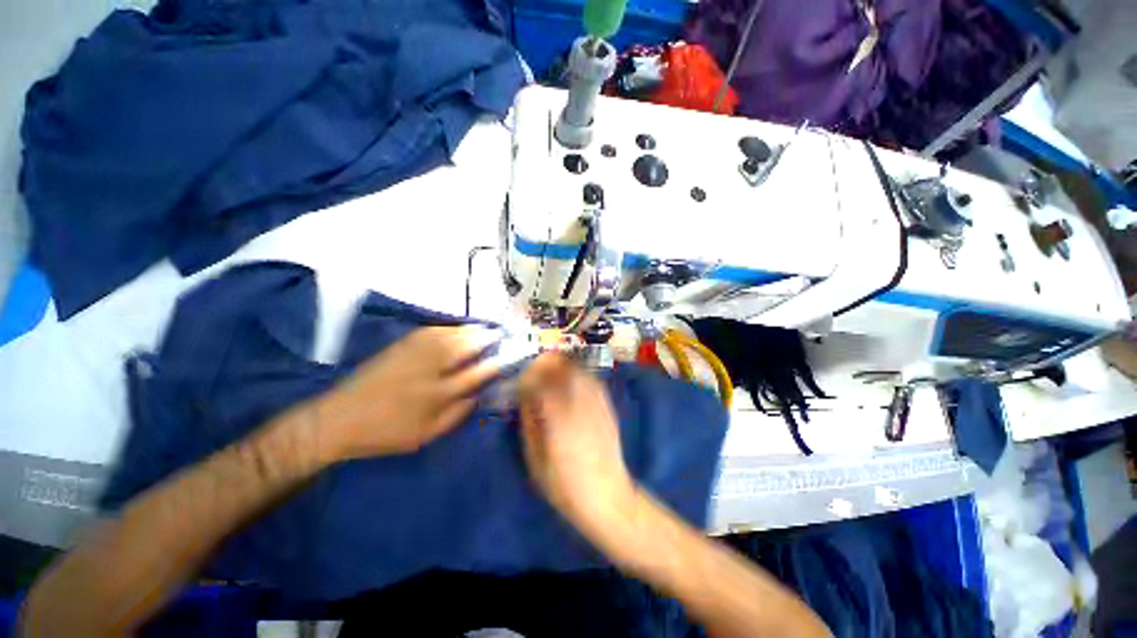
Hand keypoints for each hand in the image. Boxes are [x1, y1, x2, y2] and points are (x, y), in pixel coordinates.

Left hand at [314, 325, 502, 462]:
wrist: (338, 419)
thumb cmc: (386, 432)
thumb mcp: (426, 435)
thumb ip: (456, 414)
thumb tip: (478, 395)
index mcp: (438, 394)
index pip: (476, 374)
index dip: (495, 363)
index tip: (508, 356)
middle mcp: (430, 369)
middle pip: (465, 347)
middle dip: (486, 339)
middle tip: (500, 334)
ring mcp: (414, 354)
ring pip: (451, 336)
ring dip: (471, 330)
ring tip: (485, 328)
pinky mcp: (401, 346)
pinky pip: (432, 331)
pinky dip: (450, 327)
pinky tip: (457, 328)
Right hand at [518, 354, 636, 539]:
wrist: (608, 497)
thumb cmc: (565, 486)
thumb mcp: (536, 460)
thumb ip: (530, 423)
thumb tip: (525, 396)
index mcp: (559, 421)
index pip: (542, 382)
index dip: (529, 376)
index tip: (521, 380)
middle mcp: (580, 406)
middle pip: (564, 368)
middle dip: (546, 363)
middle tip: (534, 369)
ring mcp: (597, 404)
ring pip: (579, 369)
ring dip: (562, 365)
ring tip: (550, 371)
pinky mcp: (608, 406)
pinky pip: (591, 379)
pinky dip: (577, 374)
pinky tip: (570, 381)